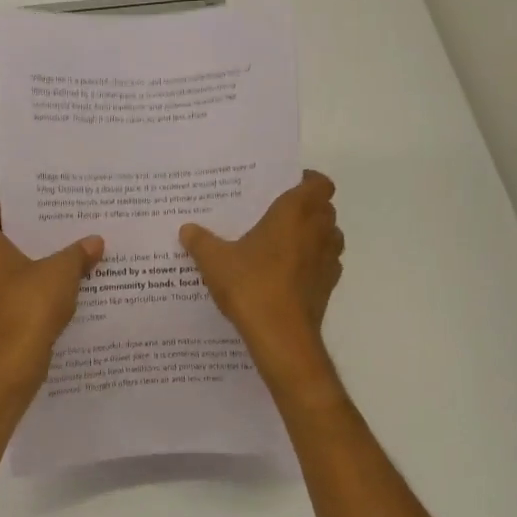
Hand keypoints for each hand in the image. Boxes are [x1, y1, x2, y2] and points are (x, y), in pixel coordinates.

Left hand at [0, 200, 102, 386]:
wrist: (11, 361)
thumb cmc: (30, 303)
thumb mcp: (63, 271)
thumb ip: (78, 253)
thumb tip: (95, 241)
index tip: (26, 217)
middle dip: (9, 238)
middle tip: (42, 239)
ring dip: (8, 267)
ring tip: (44, 268)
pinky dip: (7, 292)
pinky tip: (38, 298)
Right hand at [180, 171, 342, 369]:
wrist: (281, 335)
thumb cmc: (251, 285)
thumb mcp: (214, 261)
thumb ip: (201, 241)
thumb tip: (187, 229)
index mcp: (296, 212)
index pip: (318, 183)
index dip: (306, 181)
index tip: (284, 187)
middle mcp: (319, 230)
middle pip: (324, 208)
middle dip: (305, 208)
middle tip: (274, 215)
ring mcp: (329, 259)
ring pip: (329, 236)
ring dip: (312, 235)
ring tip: (281, 244)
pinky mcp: (329, 285)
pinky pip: (324, 264)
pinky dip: (311, 263)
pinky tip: (286, 274)